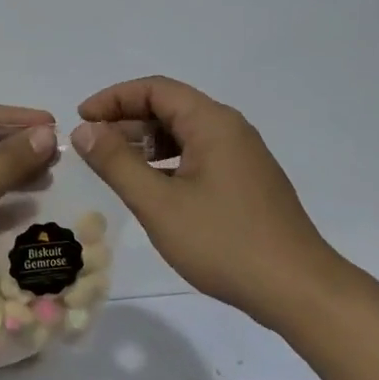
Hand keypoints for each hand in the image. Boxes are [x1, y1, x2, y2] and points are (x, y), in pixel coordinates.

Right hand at [69, 76, 346, 326]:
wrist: (297, 290)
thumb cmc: (223, 242)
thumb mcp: (158, 203)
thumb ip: (116, 163)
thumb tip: (84, 130)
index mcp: (212, 124)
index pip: (155, 89)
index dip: (113, 98)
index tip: (82, 119)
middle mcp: (231, 130)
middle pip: (171, 107)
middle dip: (127, 120)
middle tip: (92, 147)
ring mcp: (243, 157)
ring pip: (184, 134)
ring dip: (146, 143)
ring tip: (115, 167)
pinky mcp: (247, 183)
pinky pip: (199, 156)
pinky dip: (168, 162)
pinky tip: (151, 189)